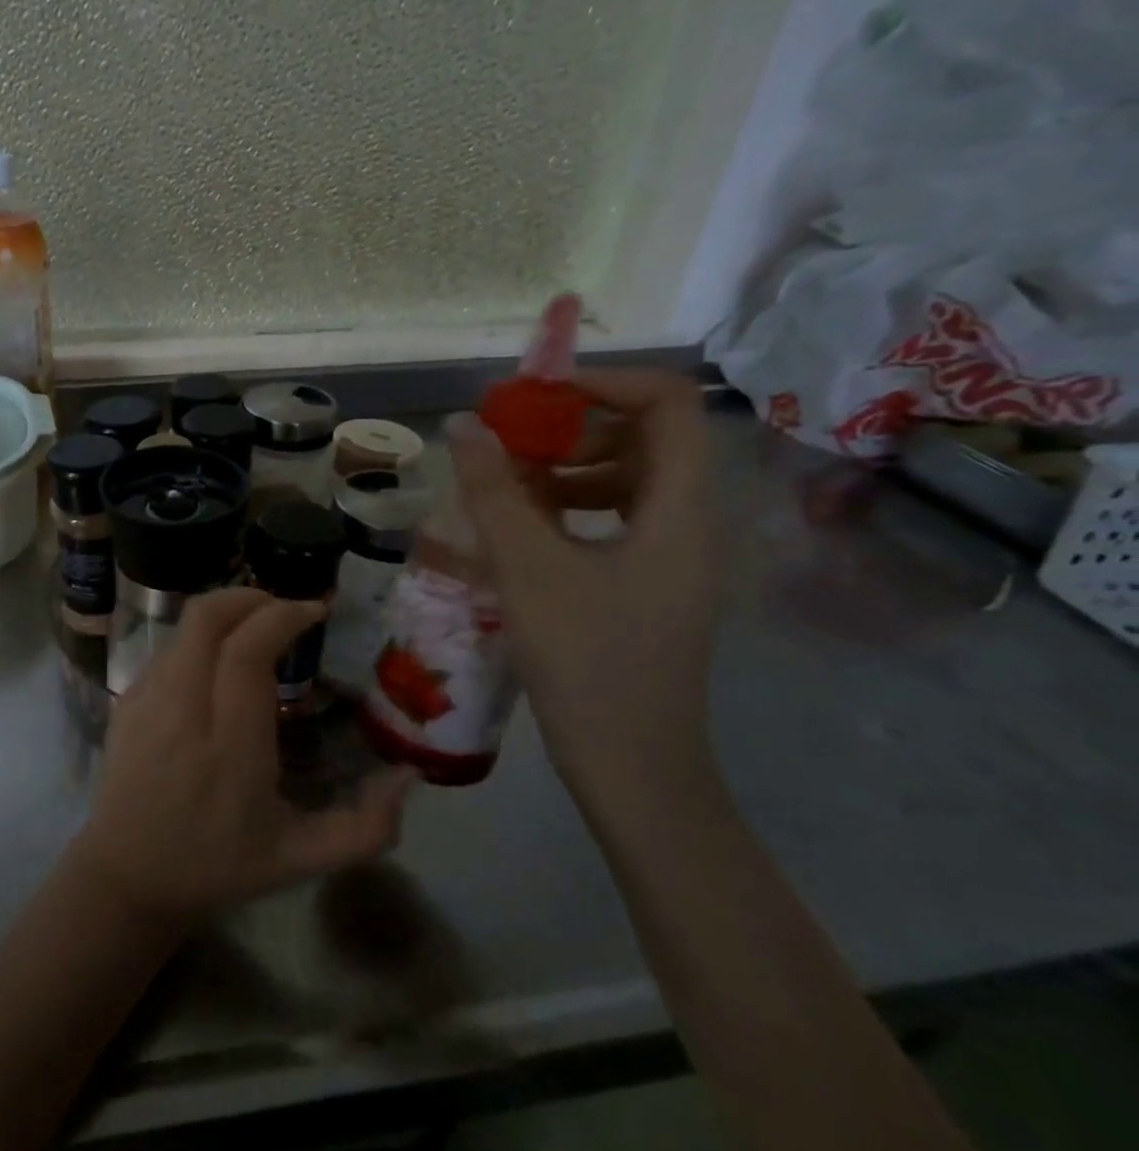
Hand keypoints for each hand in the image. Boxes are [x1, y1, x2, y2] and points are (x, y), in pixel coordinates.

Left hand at [70, 588, 413, 921]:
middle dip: (251, 597)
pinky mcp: (125, 701)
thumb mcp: (301, 859)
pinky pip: (167, 650)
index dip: (283, 616)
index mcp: (230, 746)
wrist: (127, 878)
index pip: (248, 651)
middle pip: (207, 618)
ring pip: (185, 628)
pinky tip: (218, 666)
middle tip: (285, 611)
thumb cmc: (218, 866)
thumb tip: (409, 775)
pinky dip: (199, 641)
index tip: (314, 612)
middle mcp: (183, 710)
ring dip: (226, 616)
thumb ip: (365, 828)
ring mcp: (146, 701)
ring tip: (256, 632)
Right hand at [445, 369, 719, 806]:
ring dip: (565, 469)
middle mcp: (687, 524)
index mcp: (679, 509)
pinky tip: (520, 531)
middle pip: (645, 439)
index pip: (667, 403)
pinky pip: (613, 522)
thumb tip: (462, 424)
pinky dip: (568, 510)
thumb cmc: (587, 662)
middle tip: (507, 440)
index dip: (603, 382)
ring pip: (626, 482)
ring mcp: (670, 560)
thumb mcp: (529, 569)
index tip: (534, 395)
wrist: (633, 769)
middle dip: (572, 428)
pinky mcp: (647, 588)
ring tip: (503, 485)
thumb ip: (493, 492)